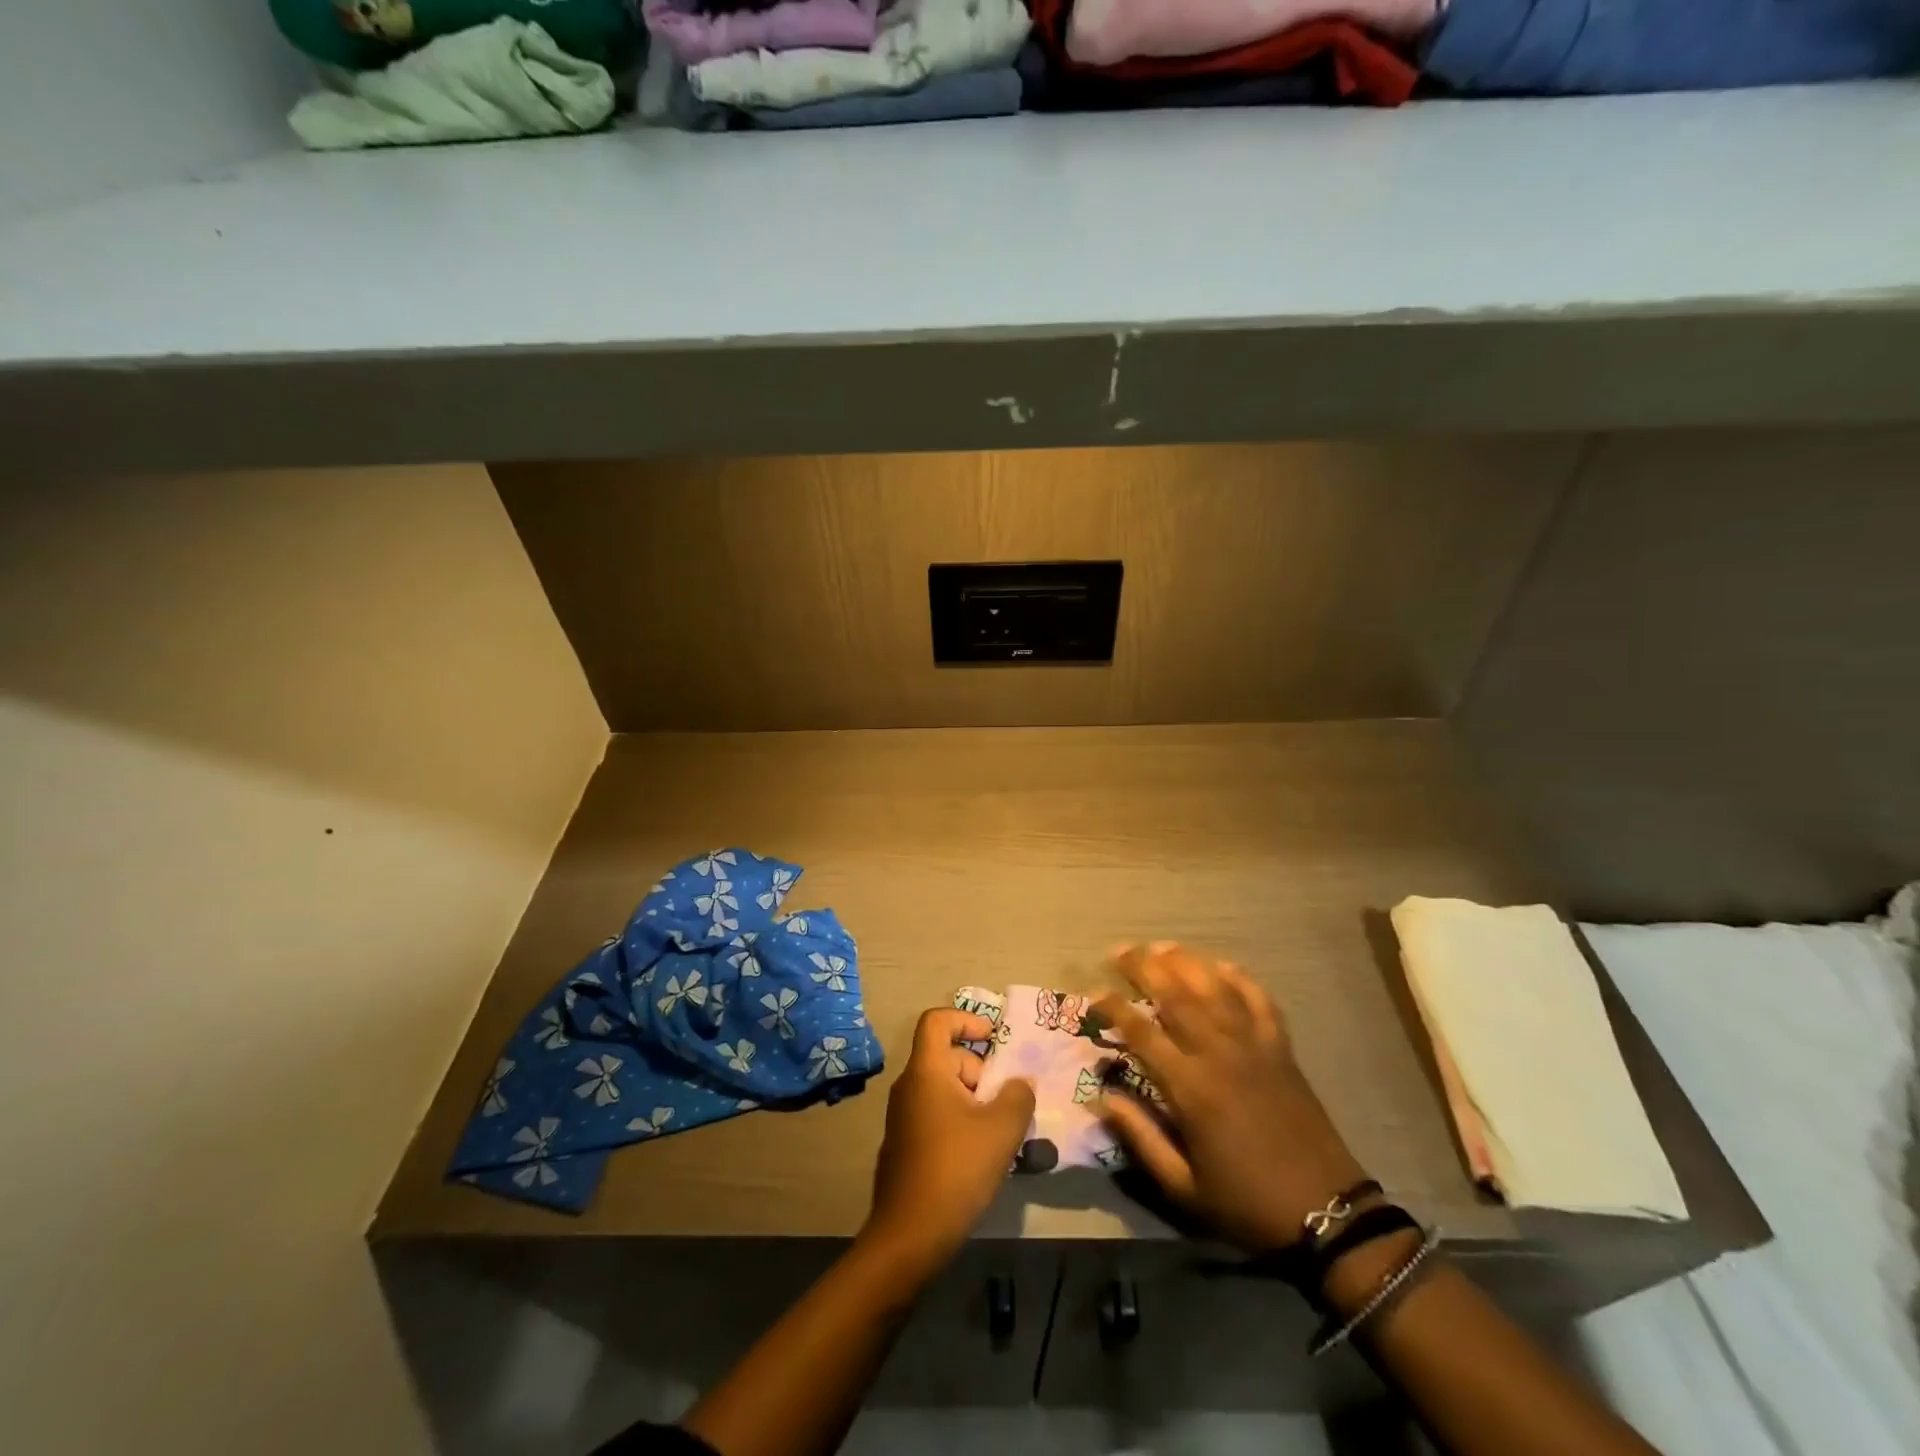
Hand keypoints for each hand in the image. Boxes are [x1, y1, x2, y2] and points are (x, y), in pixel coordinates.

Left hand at [864, 1008, 1035, 1271]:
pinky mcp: (905, 1144)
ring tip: (1003, 1131)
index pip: (937, 1021)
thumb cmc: (956, 1169)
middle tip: (1009, 1101)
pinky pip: (936, 1114)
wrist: (909, 1235)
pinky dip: (961, 1121)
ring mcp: (903, 1117)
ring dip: (975, 1100)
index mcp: (926, 1071)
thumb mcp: (1001, 1130)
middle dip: (982, 1071)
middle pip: (947, 1057)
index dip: (966, 1019)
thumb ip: (1018, 1096)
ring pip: (944, 1089)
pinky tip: (982, 1155)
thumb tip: (1021, 1082)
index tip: (993, 1038)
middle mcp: (909, 1086)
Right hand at [1095, 944, 1369, 1253]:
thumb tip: (1102, 1097)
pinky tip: (1222, 966)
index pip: (1141, 1032)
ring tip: (1160, 947)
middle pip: (1175, 995)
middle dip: (1143, 967)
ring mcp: (1254, 1046)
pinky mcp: (1281, 1049)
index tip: (1093, 994)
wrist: (1326, 1212)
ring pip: (1214, 988)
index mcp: (1190, 1087)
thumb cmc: (1246, 1203)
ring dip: (1185, 962)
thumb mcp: (1183, 1187)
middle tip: (1120, 950)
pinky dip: (1240, 979)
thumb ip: (1140, 1137)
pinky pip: (1260, 1001)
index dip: (1113, 1008)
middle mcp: (1218, 1053)